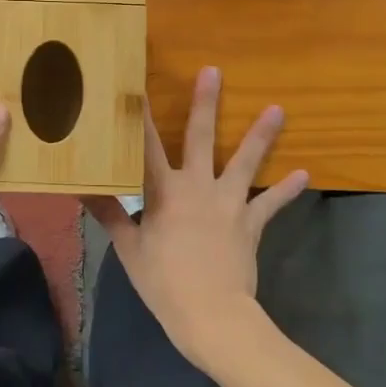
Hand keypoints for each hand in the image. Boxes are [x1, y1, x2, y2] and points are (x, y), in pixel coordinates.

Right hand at [85, 66, 307, 374]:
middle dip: (206, 104)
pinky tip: (304, 174)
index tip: (138, 85)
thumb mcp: (129, 249)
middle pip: (202, 138)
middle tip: (213, 71)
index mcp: (163, 191)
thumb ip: (109, 214)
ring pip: (245, 162)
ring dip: (261, 135)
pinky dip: (286, 190)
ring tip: (277, 109)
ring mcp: (228, 203)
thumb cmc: (164, 282)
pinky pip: (270, 203)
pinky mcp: (250, 223)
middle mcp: (197, 186)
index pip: (147, 146)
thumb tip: (81, 189)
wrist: (212, 314)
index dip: (142, 115)